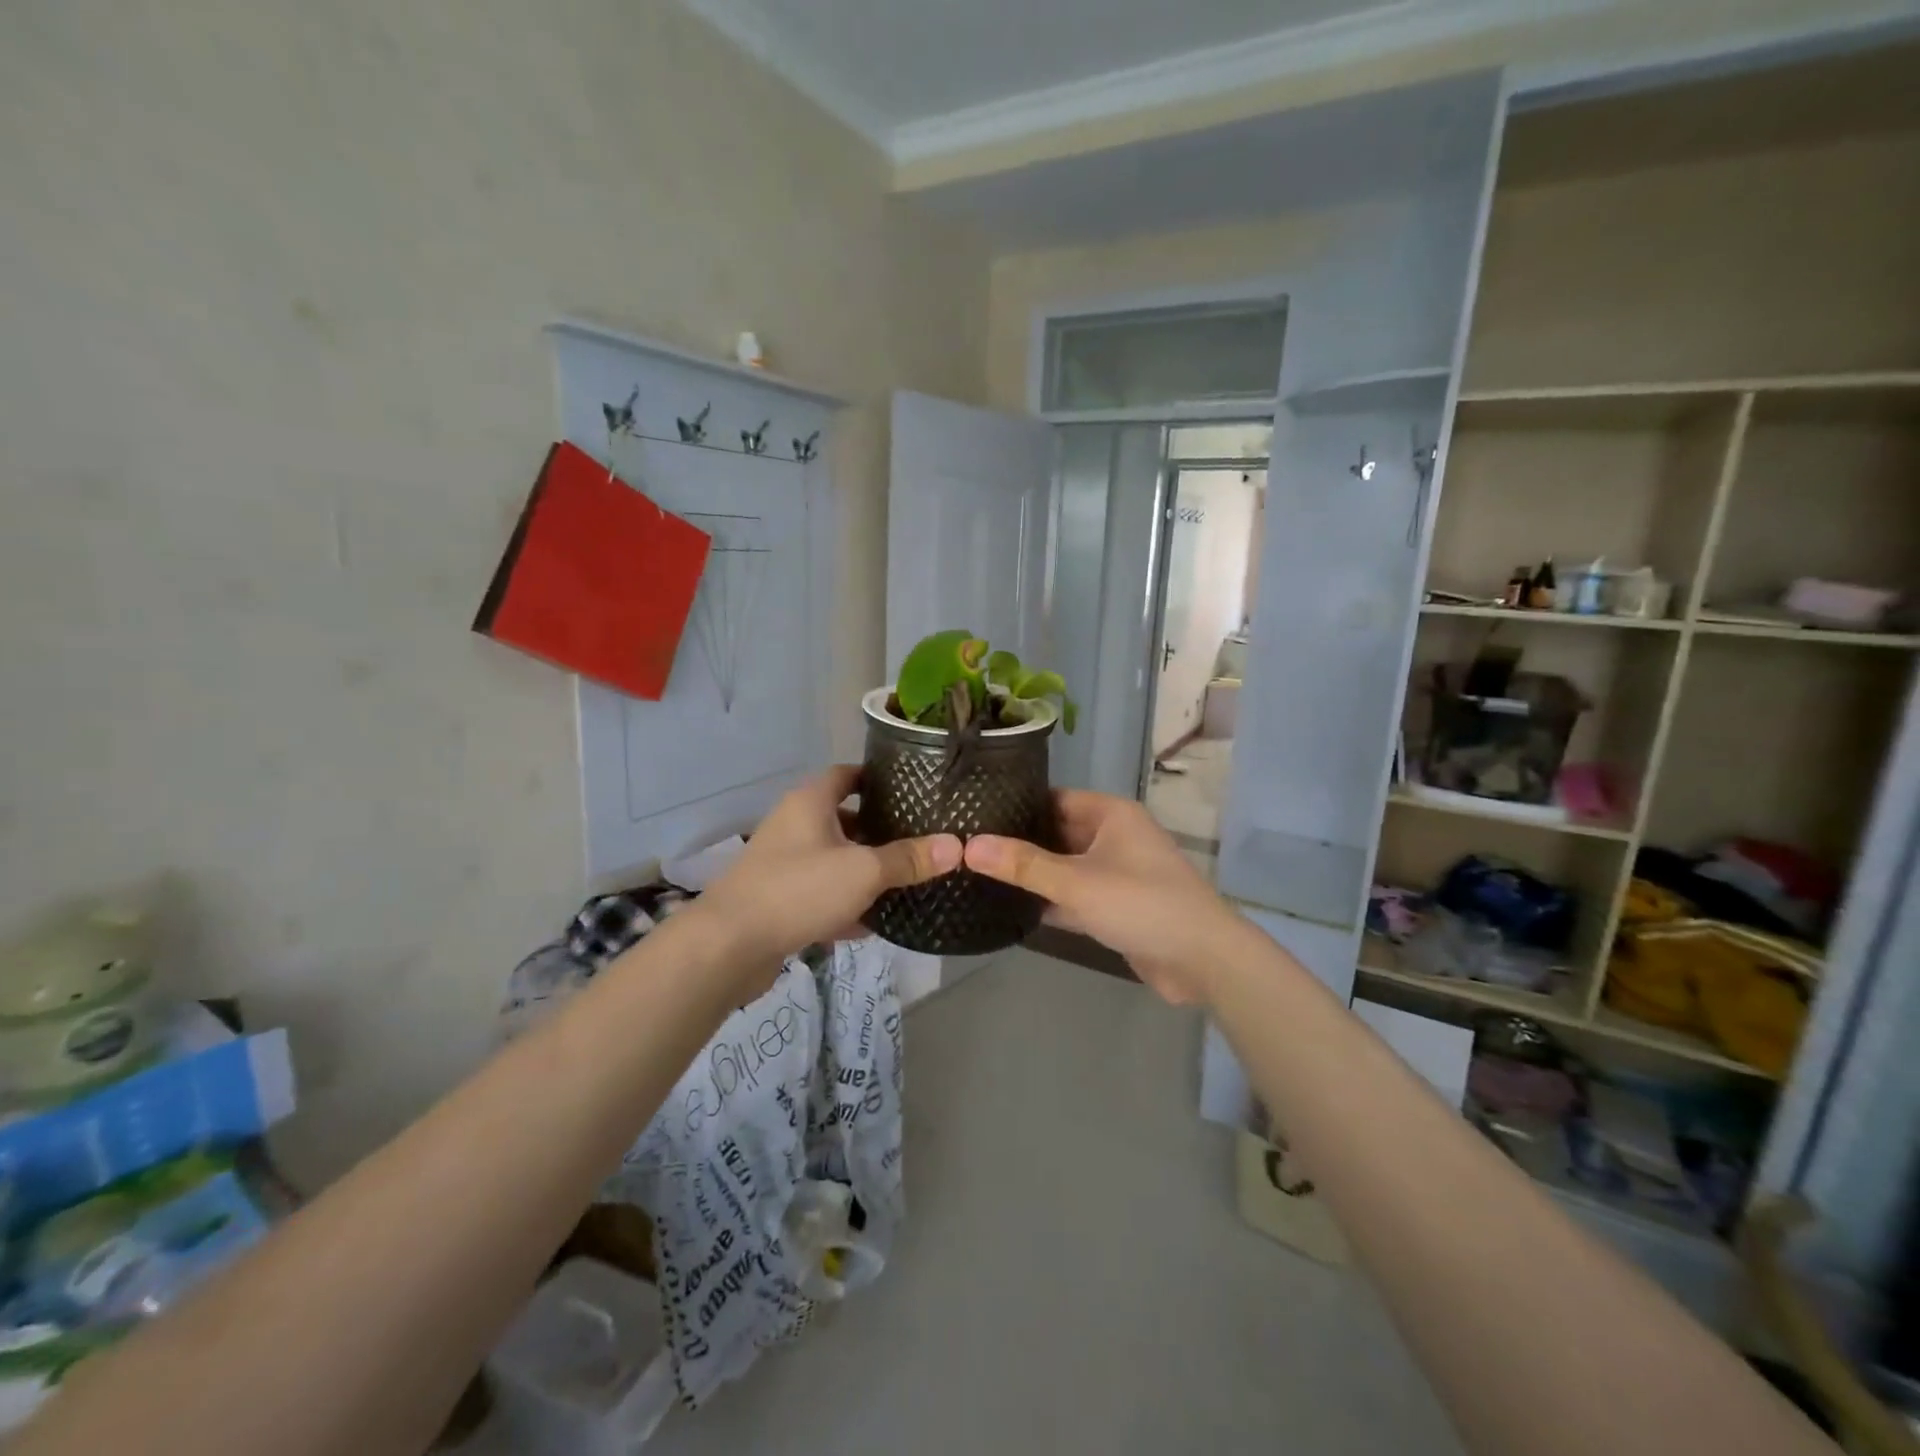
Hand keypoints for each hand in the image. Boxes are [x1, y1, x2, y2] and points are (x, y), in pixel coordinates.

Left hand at [693, 766, 959, 992]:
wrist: (728, 946)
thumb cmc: (798, 890)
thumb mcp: (863, 871)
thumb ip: (909, 859)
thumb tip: (957, 846)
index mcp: (810, 802)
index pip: (848, 774)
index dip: (878, 779)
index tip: (913, 791)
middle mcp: (794, 824)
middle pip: (844, 817)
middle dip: (879, 829)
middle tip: (919, 839)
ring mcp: (783, 863)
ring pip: (833, 858)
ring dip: (863, 869)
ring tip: (904, 879)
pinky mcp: (778, 898)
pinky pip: (820, 892)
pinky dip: (844, 902)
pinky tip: (872, 923)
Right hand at [963, 792, 1243, 1005]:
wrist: (1203, 960)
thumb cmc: (1141, 904)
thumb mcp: (1076, 882)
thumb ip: (1022, 865)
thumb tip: (968, 846)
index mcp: (1110, 814)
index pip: (1052, 798)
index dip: (1015, 805)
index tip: (973, 815)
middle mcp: (1113, 836)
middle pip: (1056, 832)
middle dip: (1018, 843)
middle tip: (966, 848)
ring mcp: (1115, 872)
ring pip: (1064, 866)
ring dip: (1032, 875)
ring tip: (979, 875)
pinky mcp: (1116, 906)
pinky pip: (1074, 895)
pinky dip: (1050, 901)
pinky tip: (1011, 908)